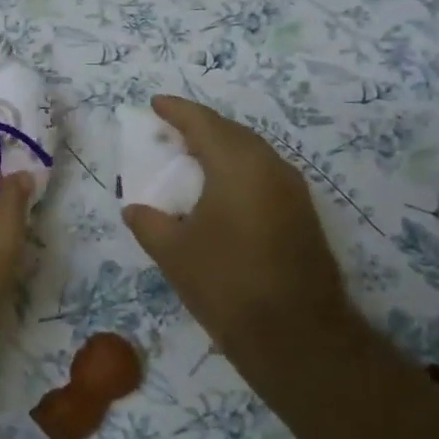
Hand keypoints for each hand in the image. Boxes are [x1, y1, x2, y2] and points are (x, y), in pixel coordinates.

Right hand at [122, 96, 361, 376]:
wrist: (297, 335)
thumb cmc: (226, 284)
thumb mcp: (173, 252)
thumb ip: (148, 222)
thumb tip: (135, 209)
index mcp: (237, 165)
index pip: (203, 123)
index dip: (177, 110)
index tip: (155, 103)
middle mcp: (270, 167)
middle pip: (232, 132)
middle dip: (200, 126)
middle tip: (171, 130)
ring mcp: (293, 190)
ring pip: (252, 152)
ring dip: (222, 148)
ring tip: (193, 156)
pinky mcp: (303, 214)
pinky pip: (264, 174)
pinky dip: (238, 170)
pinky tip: (221, 190)